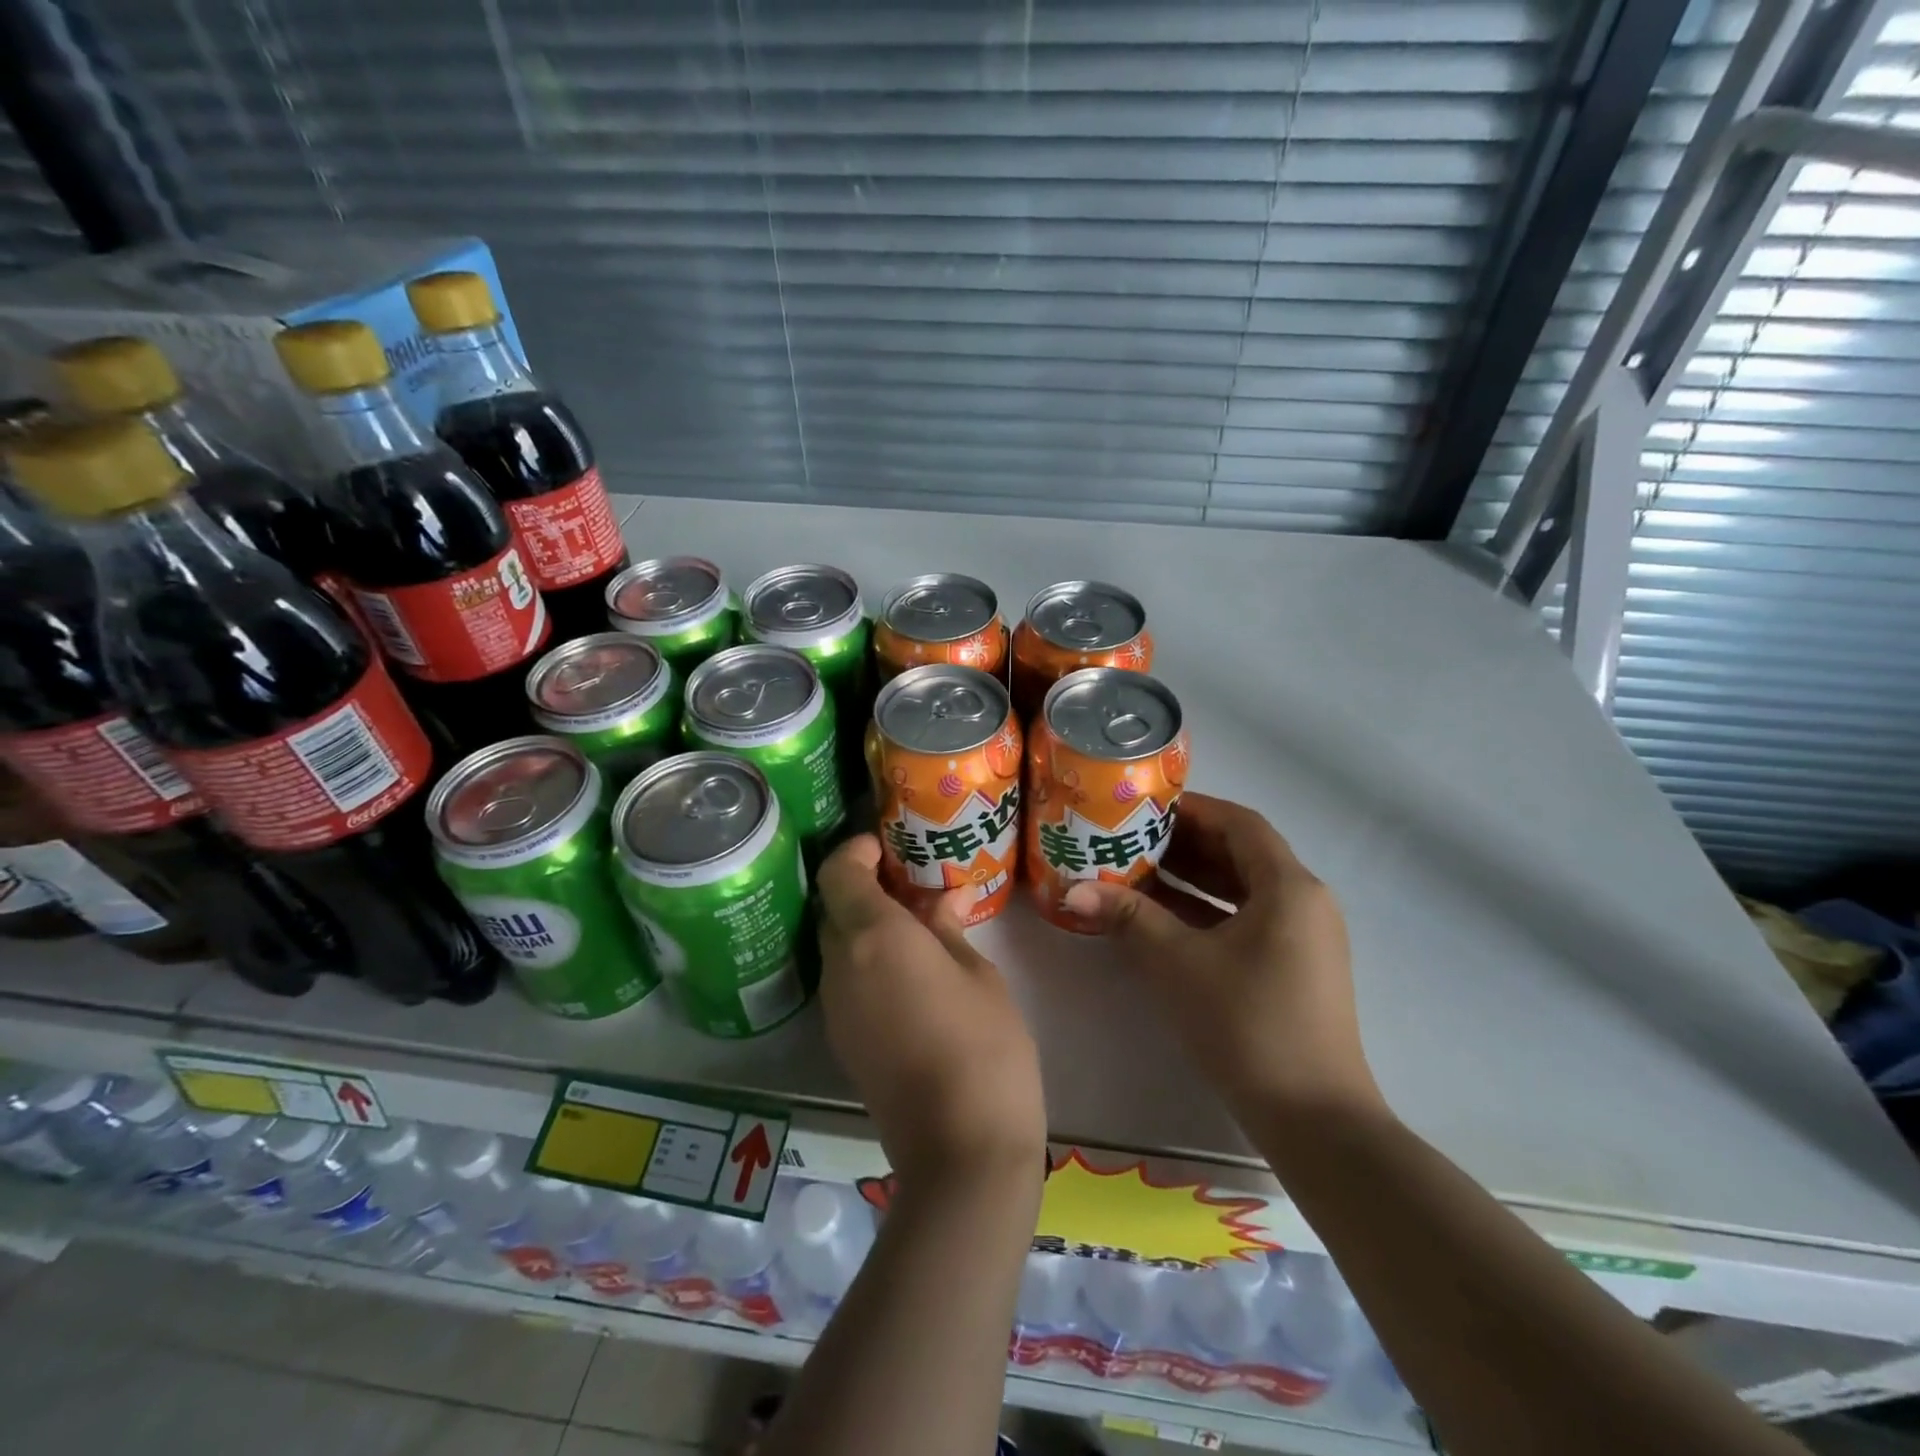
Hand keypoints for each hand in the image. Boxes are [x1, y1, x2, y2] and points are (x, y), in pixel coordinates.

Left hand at [816, 834, 1046, 1191]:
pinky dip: (865, 961)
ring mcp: (836, 1008)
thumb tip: (944, 901)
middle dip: (863, 889)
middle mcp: (841, 966)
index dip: (856, 851)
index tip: (886, 846)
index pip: (839, 873)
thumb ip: (950, 930)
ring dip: (864, 927)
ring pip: (837, 946)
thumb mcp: (978, 975)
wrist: (960, 1149)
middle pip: (834, 909)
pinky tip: (908, 972)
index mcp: (874, 938)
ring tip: (915, 928)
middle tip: (909, 886)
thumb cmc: (984, 1046)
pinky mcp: (842, 1040)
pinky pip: (844, 981)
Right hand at [1062, 792, 1381, 1121]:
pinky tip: (1165, 916)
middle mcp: (1305, 901)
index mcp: (1289, 886)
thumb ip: (1127, 916)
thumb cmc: (1246, 1025)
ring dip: (1195, 878)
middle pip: (1242, 853)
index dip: (1192, 809)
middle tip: (1132, 838)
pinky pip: (1249, 919)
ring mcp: (1304, 937)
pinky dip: (1209, 911)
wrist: (1314, 1120)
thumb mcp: (1178, 963)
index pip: (1240, 823)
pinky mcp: (1296, 967)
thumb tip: (1072, 888)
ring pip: (1244, 889)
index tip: (1145, 807)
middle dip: (1186, 844)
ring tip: (1139, 870)